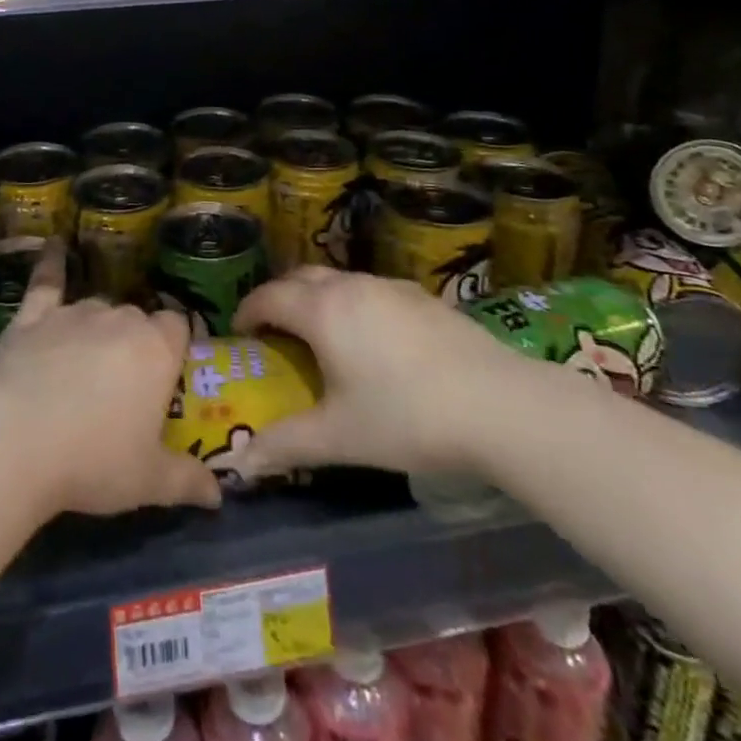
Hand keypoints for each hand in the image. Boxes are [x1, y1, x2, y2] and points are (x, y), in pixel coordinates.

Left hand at [0, 239, 222, 516]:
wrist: (17, 440)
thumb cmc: (94, 460)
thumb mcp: (148, 480)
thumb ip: (187, 481)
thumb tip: (220, 496)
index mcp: (156, 349)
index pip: (178, 327)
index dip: (175, 346)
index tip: (169, 372)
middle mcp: (120, 319)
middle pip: (138, 319)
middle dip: (136, 343)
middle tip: (125, 384)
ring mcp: (75, 314)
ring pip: (98, 308)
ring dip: (99, 328)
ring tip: (89, 361)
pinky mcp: (34, 317)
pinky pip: (47, 282)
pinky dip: (51, 264)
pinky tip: (53, 246)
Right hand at [231, 267, 539, 479]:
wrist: (500, 404)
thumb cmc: (406, 417)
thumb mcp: (339, 437)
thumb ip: (286, 445)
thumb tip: (241, 463)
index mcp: (322, 310)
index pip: (269, 296)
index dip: (247, 311)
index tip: (240, 334)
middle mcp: (351, 286)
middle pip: (300, 277)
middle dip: (280, 298)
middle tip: (274, 332)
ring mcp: (390, 287)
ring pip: (338, 280)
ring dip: (318, 299)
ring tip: (321, 337)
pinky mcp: (422, 296)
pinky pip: (371, 290)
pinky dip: (353, 305)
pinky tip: (373, 342)